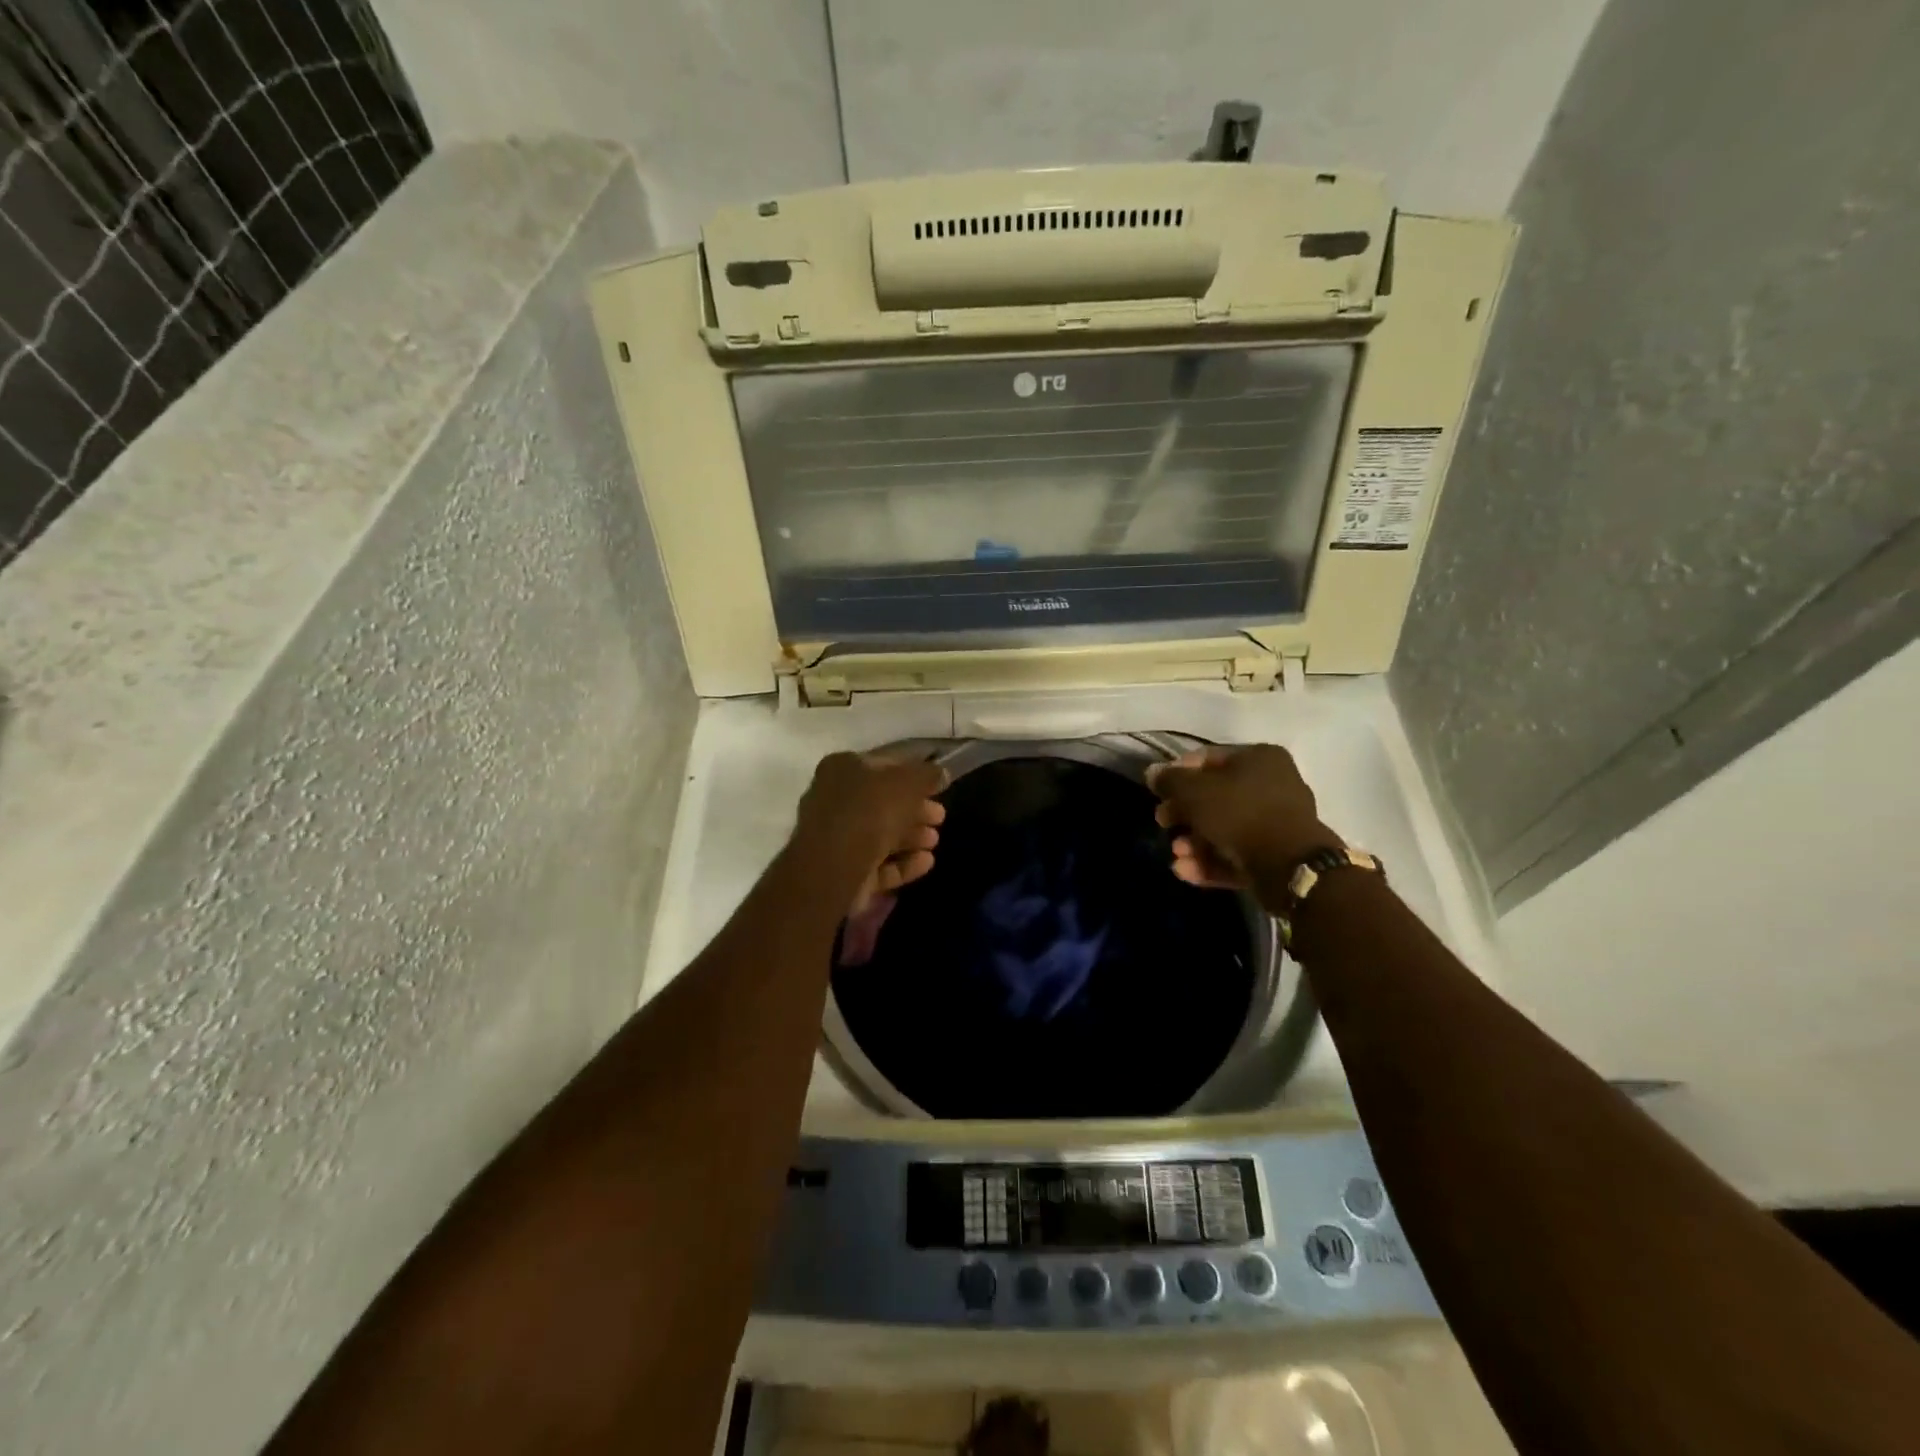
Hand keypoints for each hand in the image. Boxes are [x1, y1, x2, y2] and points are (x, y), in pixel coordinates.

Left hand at [793, 752, 946, 912]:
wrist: (836, 866)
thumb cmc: (871, 811)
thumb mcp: (908, 782)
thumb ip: (927, 775)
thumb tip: (941, 774)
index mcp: (842, 768)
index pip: (883, 766)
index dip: (913, 775)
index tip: (937, 788)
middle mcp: (834, 799)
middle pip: (883, 803)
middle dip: (915, 811)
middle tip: (940, 817)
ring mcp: (836, 838)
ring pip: (881, 834)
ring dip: (912, 837)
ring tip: (934, 841)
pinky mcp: (843, 871)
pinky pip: (878, 863)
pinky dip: (903, 862)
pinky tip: (926, 862)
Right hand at [1146, 744, 1336, 904]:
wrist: (1289, 867)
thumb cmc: (1240, 815)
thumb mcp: (1195, 792)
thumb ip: (1170, 780)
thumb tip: (1153, 773)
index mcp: (1259, 758)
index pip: (1207, 758)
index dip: (1177, 774)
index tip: (1158, 793)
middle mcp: (1273, 784)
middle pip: (1215, 796)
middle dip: (1184, 814)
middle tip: (1163, 823)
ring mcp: (1277, 822)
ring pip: (1224, 828)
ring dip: (1194, 842)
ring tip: (1177, 855)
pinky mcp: (1276, 855)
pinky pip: (1237, 853)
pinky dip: (1211, 861)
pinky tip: (1186, 871)